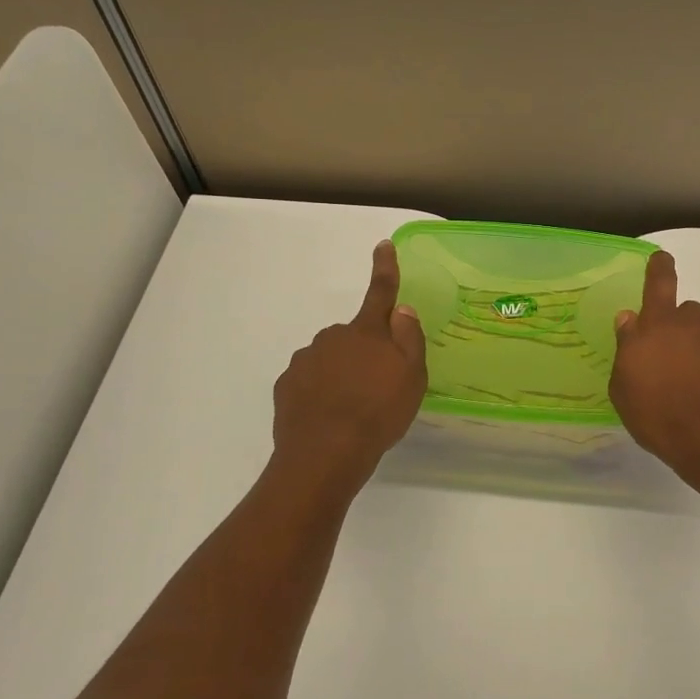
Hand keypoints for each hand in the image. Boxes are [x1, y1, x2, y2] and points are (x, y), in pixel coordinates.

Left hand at [272, 241, 427, 481]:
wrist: (325, 453)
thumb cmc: (378, 413)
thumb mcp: (412, 377)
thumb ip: (409, 339)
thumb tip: (402, 309)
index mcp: (366, 332)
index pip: (380, 293)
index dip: (385, 268)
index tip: (383, 245)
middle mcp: (332, 337)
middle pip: (354, 335)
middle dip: (364, 351)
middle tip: (377, 387)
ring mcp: (306, 360)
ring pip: (330, 358)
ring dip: (341, 374)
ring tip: (353, 410)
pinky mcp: (287, 385)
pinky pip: (309, 380)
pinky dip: (319, 392)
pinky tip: (328, 416)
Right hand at [610, 251, 699, 481]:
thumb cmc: (657, 411)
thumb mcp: (623, 385)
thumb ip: (626, 348)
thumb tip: (629, 319)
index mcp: (660, 326)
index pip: (660, 284)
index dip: (659, 268)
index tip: (661, 257)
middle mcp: (693, 329)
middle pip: (685, 313)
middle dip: (674, 325)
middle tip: (660, 353)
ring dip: (691, 354)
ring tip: (677, 387)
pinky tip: (697, 402)